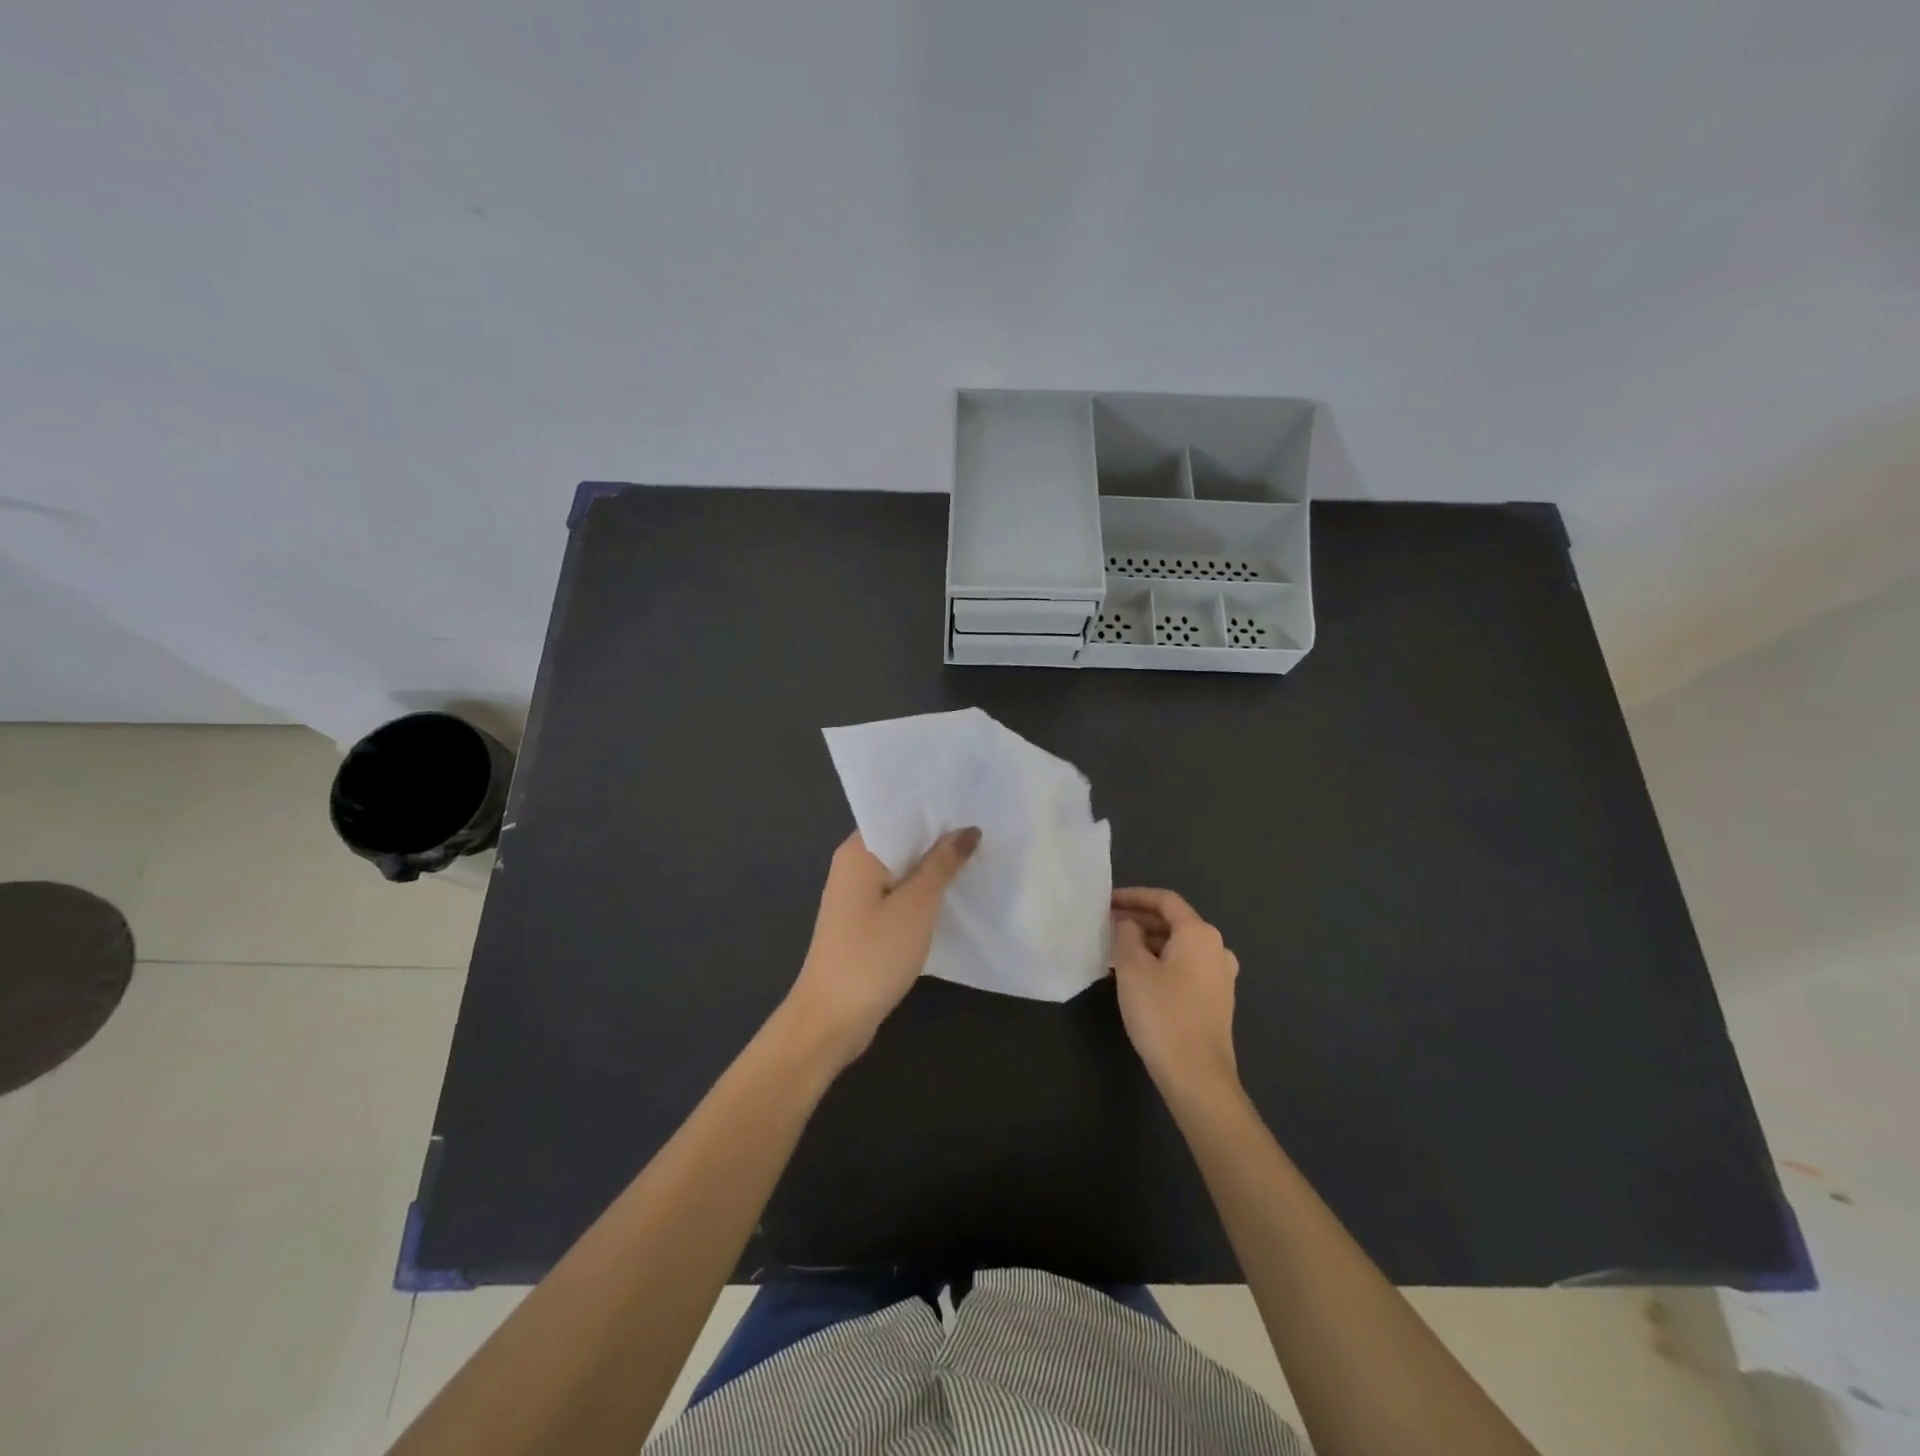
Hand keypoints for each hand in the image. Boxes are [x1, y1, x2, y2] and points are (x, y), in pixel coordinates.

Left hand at [784, 828, 980, 1069]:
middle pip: (900, 841)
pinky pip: (897, 895)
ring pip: (901, 870)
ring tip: (977, 856)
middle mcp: (852, 867)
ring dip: (932, 868)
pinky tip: (951, 896)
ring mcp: (856, 897)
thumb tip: (967, 830)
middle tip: (985, 828)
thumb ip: (942, 864)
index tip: (971, 803)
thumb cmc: (872, 955)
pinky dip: (921, 894)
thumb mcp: (916, 906)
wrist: (831, 1020)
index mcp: (857, 852)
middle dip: (938, 838)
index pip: (897, 814)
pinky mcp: (863, 923)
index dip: (933, 810)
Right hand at [1110, 887, 1240, 1095]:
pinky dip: (1161, 962)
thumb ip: (1126, 935)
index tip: (1107, 901)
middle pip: (1174, 922)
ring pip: (1179, 947)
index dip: (1134, 896)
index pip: (1165, 900)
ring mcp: (1221, 976)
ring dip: (1148, 943)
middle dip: (1139, 920)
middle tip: (1107, 926)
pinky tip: (1138, 977)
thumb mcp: (1132, 968)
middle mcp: (1217, 948)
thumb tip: (1129, 925)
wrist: (1198, 1076)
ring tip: (1117, 951)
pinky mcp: (1217, 1000)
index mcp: (1199, 934)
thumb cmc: (1162, 1014)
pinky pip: (1185, 967)